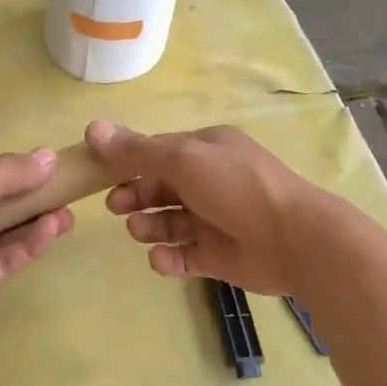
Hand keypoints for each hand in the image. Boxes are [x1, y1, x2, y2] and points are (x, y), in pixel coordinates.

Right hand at [85, 119, 348, 296]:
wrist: (294, 240)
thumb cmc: (237, 188)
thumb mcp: (184, 159)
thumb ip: (137, 150)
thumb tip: (92, 128)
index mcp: (206, 151)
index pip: (158, 152)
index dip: (128, 161)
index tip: (98, 172)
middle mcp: (210, 182)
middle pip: (161, 188)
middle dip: (135, 195)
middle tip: (114, 206)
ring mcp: (214, 221)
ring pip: (170, 222)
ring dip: (149, 225)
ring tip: (139, 230)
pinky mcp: (218, 256)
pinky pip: (184, 256)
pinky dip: (168, 257)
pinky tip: (161, 257)